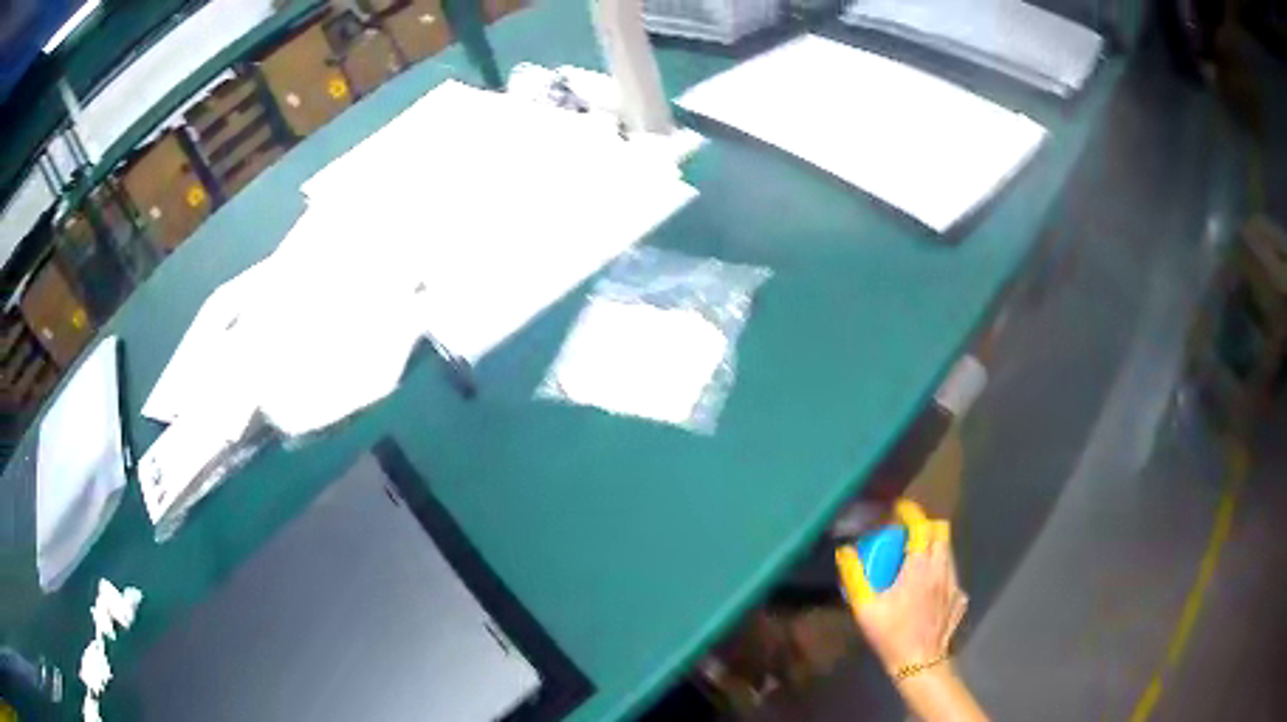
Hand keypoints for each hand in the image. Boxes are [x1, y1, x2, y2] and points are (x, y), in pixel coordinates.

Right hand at [837, 522, 967, 672]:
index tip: (899, 510)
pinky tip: (928, 588)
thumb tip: (845, 551)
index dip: (911, 513)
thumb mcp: (865, 607)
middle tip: (907, 536)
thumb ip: (854, 576)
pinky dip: (940, 571)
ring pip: (948, 551)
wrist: (919, 662)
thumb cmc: (891, 633)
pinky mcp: (959, 597)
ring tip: (916, 560)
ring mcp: (954, 582)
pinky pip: (951, 573)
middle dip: (925, 527)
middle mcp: (942, 567)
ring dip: (933, 548)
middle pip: (941, 532)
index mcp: (920, 566)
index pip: (922, 525)